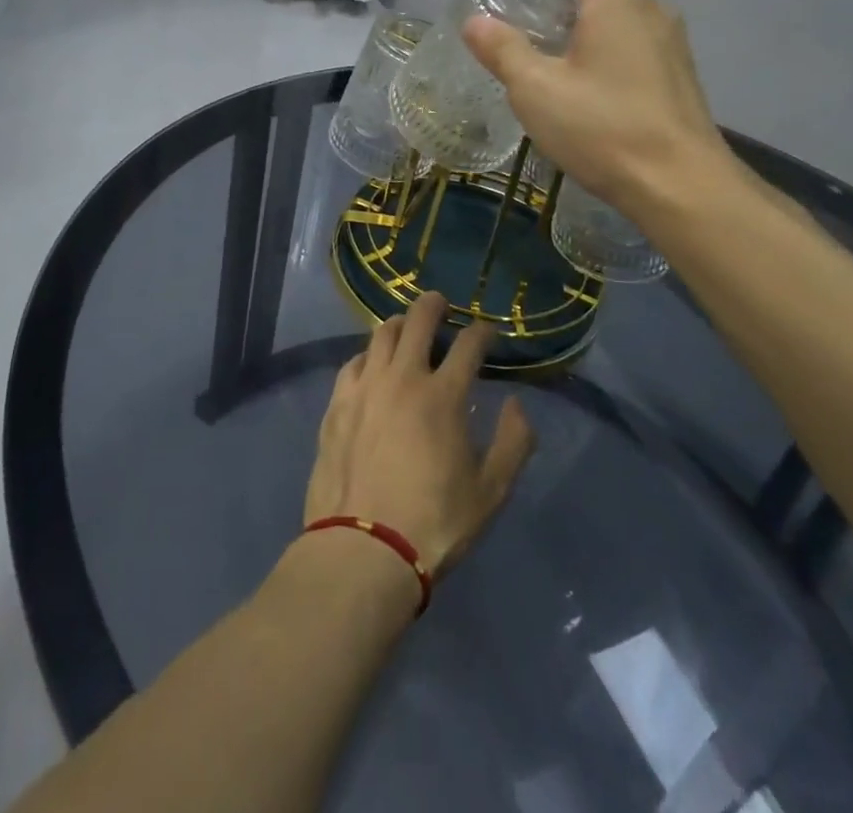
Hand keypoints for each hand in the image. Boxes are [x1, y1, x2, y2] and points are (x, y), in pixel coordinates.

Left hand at [304, 293, 535, 576]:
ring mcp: (365, 387)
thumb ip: (513, 443)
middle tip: (440, 303)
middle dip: (434, 305)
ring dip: (399, 324)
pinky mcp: (337, 403)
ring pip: (381, 335)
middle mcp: (402, 378)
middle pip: (418, 321)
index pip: (468, 346)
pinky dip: (368, 355)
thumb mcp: (491, 492)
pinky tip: (371, 365)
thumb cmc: (435, 522)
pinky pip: (353, 362)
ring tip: (406, 328)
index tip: (486, 331)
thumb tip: (515, 404)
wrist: (364, 549)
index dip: (481, 332)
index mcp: (443, 396)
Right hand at [462, 0, 735, 218]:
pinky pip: (632, 26)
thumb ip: (504, 51)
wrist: (682, 185)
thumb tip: (475, 23)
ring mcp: (668, 38)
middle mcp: (649, 6)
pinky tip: (580, 58)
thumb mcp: (537, 90)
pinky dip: (601, 22)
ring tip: (550, 14)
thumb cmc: (605, 129)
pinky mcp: (673, 68)